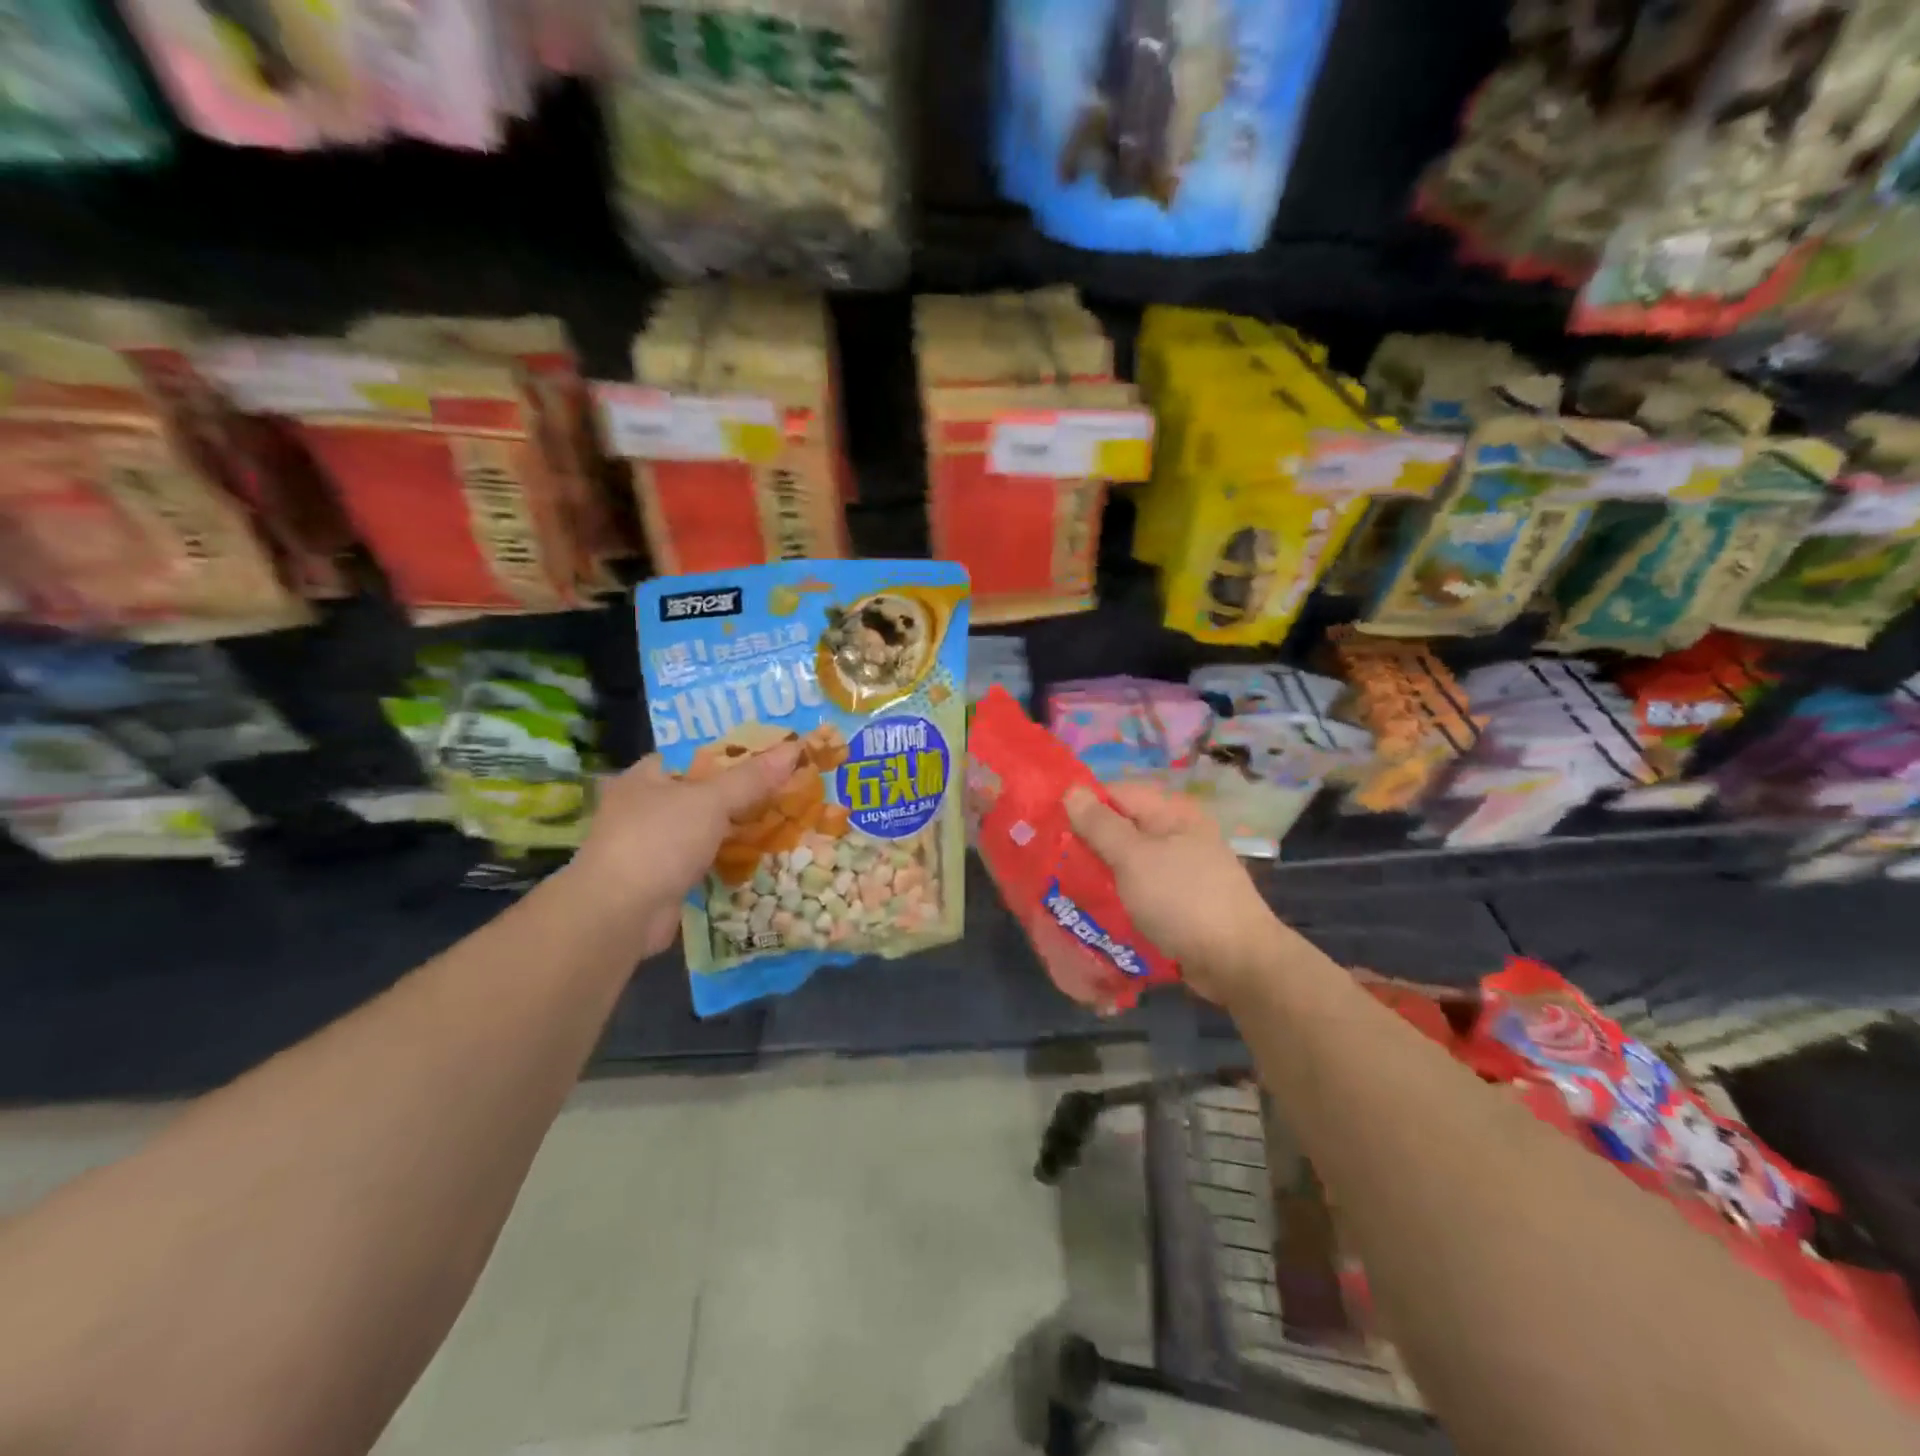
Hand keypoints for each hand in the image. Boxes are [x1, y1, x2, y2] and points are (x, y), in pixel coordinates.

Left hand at [569, 744, 800, 956]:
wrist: (619, 914)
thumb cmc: (659, 841)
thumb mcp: (710, 800)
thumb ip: (751, 778)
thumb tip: (793, 749)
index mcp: (646, 776)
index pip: (695, 754)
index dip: (734, 752)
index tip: (773, 754)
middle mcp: (645, 806)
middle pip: (704, 792)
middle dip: (743, 793)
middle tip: (789, 786)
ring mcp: (654, 845)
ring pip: (707, 828)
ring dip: (739, 829)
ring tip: (786, 819)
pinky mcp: (665, 878)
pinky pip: (706, 859)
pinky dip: (729, 859)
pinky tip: (763, 856)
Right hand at [1064, 781, 1289, 1006]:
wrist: (1237, 963)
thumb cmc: (1182, 900)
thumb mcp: (1133, 858)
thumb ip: (1100, 825)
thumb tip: (1072, 790)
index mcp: (1172, 814)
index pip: (1117, 793)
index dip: (1083, 805)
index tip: (1050, 827)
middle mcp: (1179, 835)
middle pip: (1122, 828)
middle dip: (1088, 843)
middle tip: (1053, 861)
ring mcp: (1182, 870)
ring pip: (1129, 862)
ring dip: (1102, 873)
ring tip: (1068, 888)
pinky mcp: (1181, 902)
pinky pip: (1141, 889)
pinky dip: (1120, 896)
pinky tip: (1098, 910)